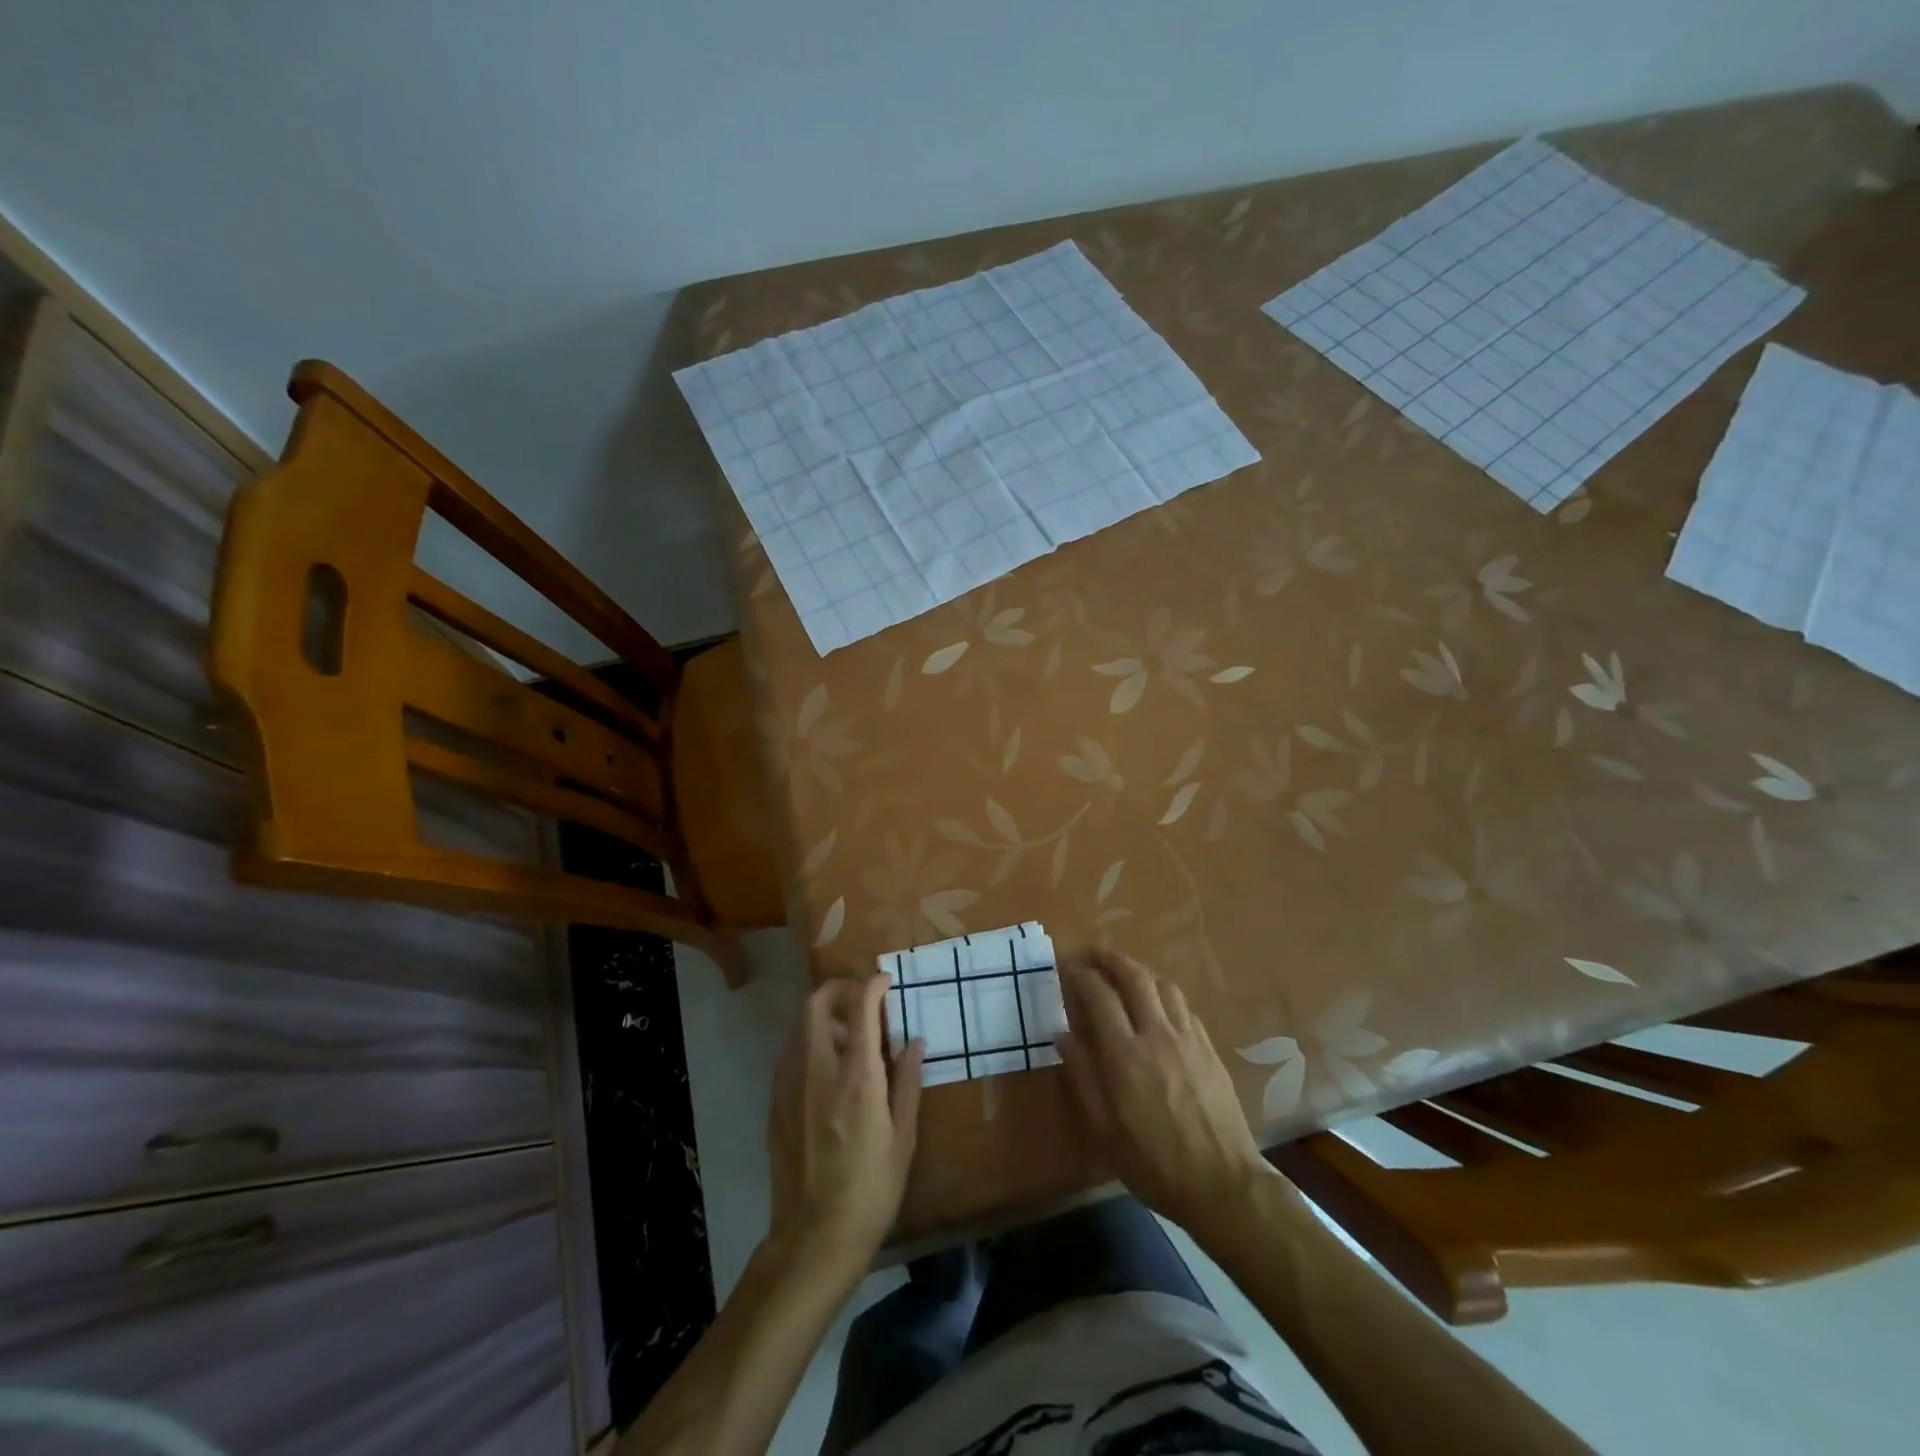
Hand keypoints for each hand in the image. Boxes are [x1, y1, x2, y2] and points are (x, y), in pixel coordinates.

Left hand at [766, 973, 923, 1271]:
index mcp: (856, 1077)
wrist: (814, 1238)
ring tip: (848, 1036)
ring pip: (799, 1026)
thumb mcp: (903, 1138)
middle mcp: (817, 1070)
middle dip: (839, 989)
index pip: (861, 1008)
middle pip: (816, 1004)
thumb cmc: (871, 1190)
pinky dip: (809, 1044)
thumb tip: (914, 1041)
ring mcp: (789, 1085)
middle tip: (861, 998)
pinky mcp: (775, 1103)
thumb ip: (907, 1082)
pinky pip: (790, 1055)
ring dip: (823, 1017)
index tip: (886, 981)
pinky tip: (827, 1070)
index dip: (873, 985)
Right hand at [1056, 949, 1267, 1235]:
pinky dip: (1163, 992)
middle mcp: (1156, 1035)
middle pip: (1133, 977)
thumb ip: (1082, 1078)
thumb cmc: (1153, 1163)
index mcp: (1125, 1055)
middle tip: (1093, 954)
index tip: (1067, 967)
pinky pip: (1183, 1005)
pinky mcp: (1209, 1047)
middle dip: (1110, 959)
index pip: (1098, 997)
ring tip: (1124, 973)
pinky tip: (1158, 1003)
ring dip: (1139, 971)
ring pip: (1162, 985)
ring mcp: (1187, 1038)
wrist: (1222, 1184)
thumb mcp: (1104, 1131)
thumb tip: (1064, 1036)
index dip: (1080, 976)